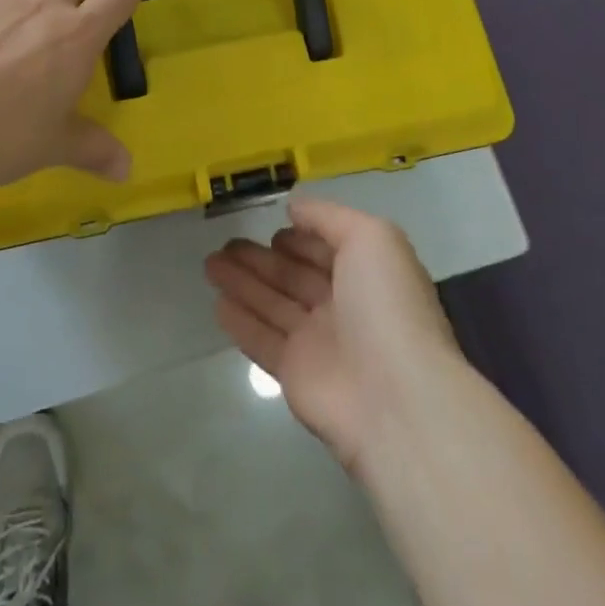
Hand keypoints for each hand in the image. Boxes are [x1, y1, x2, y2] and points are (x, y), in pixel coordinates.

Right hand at [205, 198, 462, 472]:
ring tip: (209, 263)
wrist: (395, 399)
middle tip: (226, 243)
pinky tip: (217, 304)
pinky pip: (262, 340)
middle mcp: (345, 306)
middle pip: (294, 276)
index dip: (302, 238)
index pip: (328, 249)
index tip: (272, 226)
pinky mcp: (294, 374)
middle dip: (261, 258)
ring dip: (242, 283)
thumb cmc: (385, 306)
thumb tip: (294, 207)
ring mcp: (319, 342)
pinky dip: (240, 321)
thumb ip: (328, 216)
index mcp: (369, 274)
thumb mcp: (370, 237)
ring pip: (273, 304)